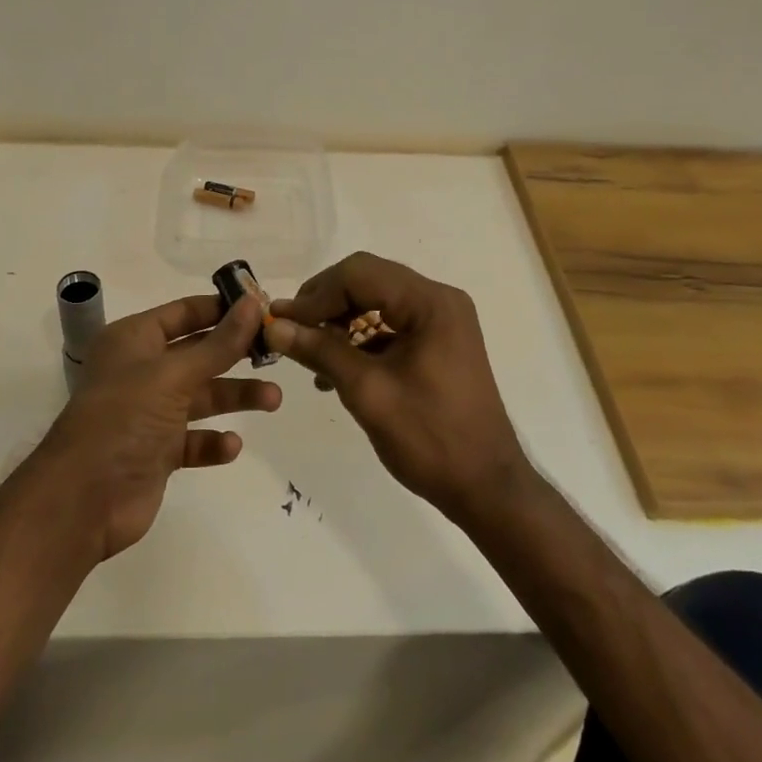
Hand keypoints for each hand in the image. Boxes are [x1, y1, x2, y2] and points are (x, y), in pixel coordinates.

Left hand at [43, 294, 280, 559]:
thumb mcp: (174, 374)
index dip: (222, 308)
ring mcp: (150, 413)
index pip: (185, 312)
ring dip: (235, 397)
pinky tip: (231, 446)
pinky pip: (194, 440)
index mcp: (135, 340)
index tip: (263, 307)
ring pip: (202, 397)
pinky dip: (213, 442)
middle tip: (277, 352)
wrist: (83, 500)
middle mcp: (142, 371)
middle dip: (236, 354)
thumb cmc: (124, 418)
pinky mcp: (157, 451)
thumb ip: (219, 343)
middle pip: (198, 353)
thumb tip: (254, 304)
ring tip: (273, 400)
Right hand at [267, 252, 533, 525]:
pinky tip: (335, 369)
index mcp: (430, 302)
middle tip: (289, 331)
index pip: (360, 273)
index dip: (316, 295)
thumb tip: (275, 326)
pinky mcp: (438, 342)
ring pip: (376, 302)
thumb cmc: (430, 438)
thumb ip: (320, 351)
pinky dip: (360, 340)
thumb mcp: (368, 392)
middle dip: (325, 304)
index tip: (281, 322)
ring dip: (340, 323)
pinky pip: (390, 324)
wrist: (486, 488)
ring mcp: (441, 320)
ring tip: (308, 354)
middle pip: (368, 281)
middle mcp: (439, 299)